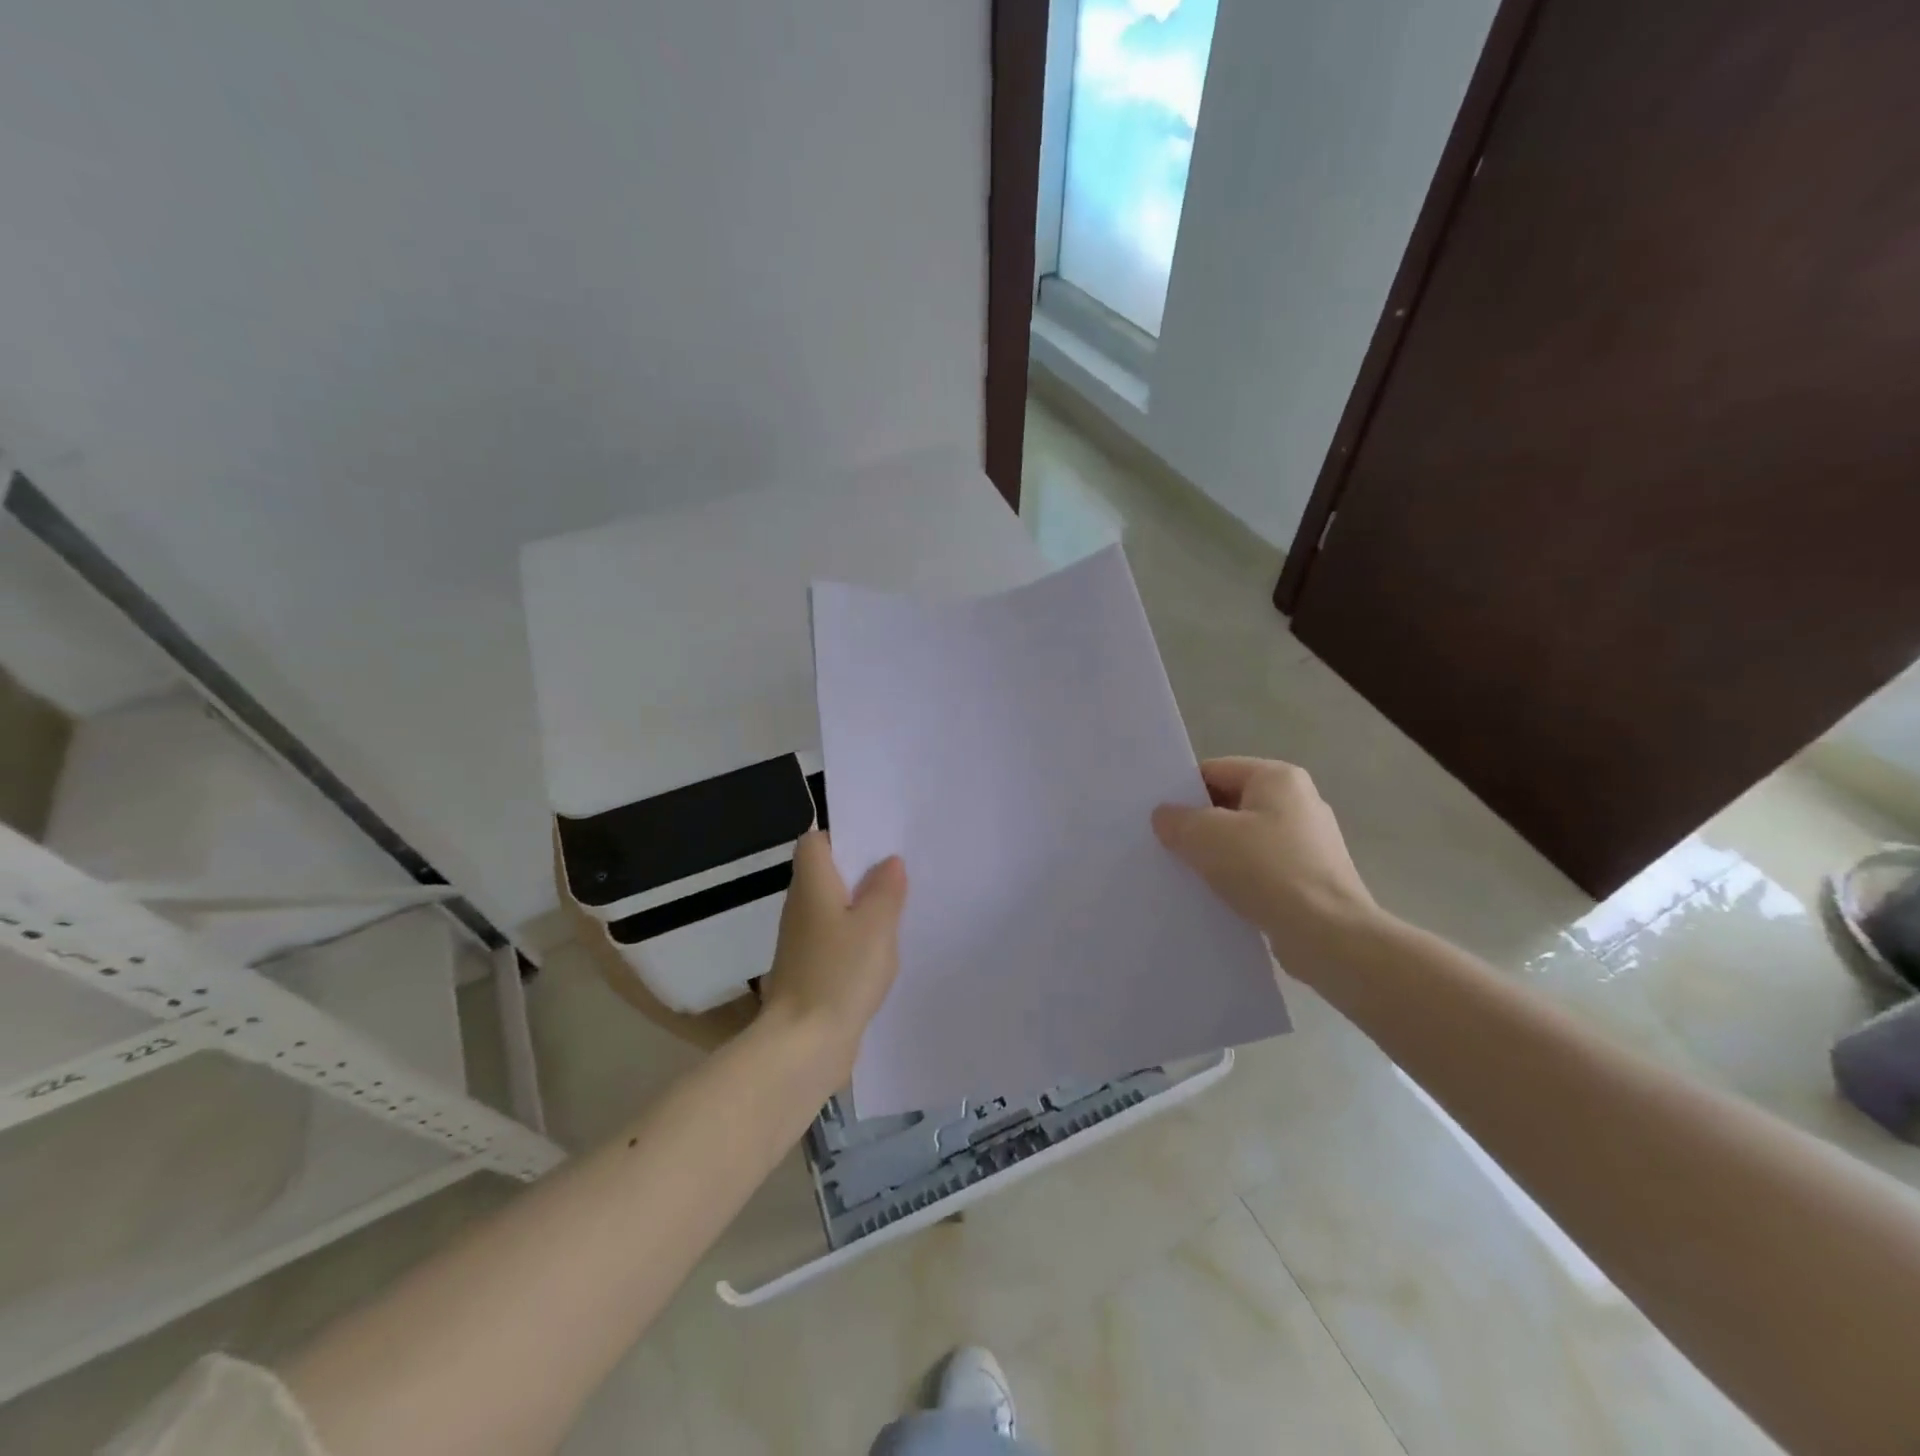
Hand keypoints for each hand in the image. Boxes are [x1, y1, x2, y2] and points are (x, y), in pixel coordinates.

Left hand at [758, 831, 907, 1084]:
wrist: (804, 1045)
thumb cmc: (840, 974)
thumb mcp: (876, 925)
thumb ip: (885, 889)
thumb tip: (888, 861)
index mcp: (812, 886)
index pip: (814, 843)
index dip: (841, 837)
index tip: (876, 844)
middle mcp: (800, 908)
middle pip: (826, 874)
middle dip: (860, 872)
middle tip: (900, 874)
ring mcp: (801, 942)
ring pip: (832, 909)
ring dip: (860, 907)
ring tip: (898, 909)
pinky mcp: (809, 970)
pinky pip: (834, 940)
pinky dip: (855, 938)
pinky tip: (882, 951)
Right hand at [1152, 757, 1379, 961]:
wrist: (1328, 936)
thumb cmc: (1267, 871)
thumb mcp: (1205, 836)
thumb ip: (1177, 819)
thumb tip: (1165, 816)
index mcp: (1278, 778)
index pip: (1215, 770)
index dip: (1182, 790)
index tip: (1157, 817)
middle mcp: (1299, 802)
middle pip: (1230, 804)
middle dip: (1198, 824)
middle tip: (1164, 845)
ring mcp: (1308, 842)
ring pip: (1244, 839)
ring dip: (1216, 855)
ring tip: (1185, 874)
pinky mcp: (1310, 878)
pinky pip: (1261, 869)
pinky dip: (1238, 879)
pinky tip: (1217, 897)